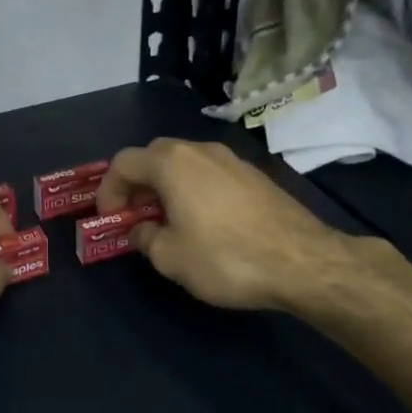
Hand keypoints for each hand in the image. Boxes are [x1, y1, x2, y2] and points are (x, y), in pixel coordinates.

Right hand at [96, 138, 354, 312]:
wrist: (303, 262)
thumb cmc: (226, 258)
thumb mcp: (171, 258)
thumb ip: (145, 238)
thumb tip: (140, 230)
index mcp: (172, 163)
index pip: (124, 162)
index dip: (108, 189)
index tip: (109, 218)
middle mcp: (199, 150)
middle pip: (154, 155)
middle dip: (137, 183)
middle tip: (134, 214)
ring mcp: (231, 159)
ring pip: (184, 162)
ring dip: (166, 185)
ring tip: (166, 219)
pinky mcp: (254, 175)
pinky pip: (210, 173)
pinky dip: (193, 189)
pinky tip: (202, 220)